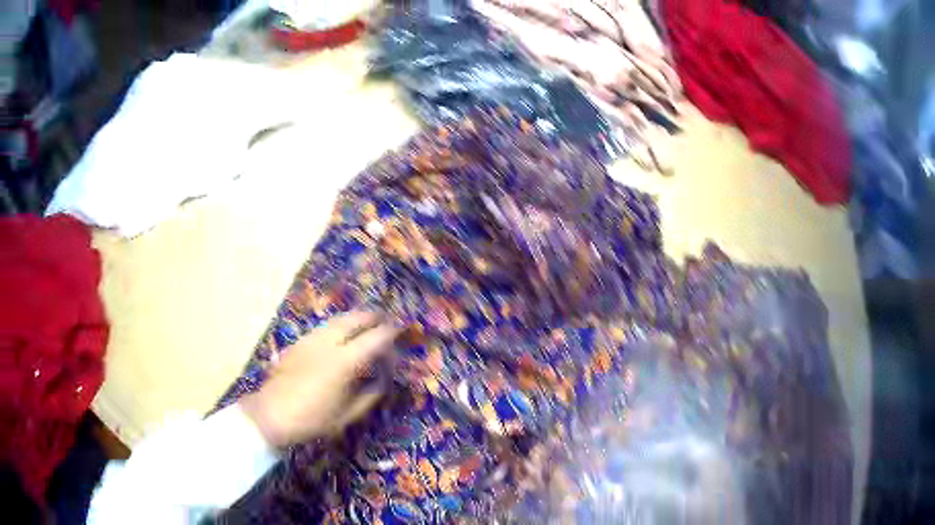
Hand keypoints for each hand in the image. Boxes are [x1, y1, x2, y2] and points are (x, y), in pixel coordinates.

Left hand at [239, 310, 400, 447]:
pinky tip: (339, 337)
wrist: (271, 415)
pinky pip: (323, 327)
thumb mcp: (348, 415)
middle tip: (385, 321)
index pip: (374, 338)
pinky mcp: (298, 342)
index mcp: (344, 361)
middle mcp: (328, 342)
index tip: (400, 332)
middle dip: (373, 317)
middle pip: (354, 318)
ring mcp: (310, 339)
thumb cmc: (313, 419)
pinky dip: (338, 326)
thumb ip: (370, 395)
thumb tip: (382, 380)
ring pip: (337, 319)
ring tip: (365, 323)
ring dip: (354, 318)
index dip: (390, 333)